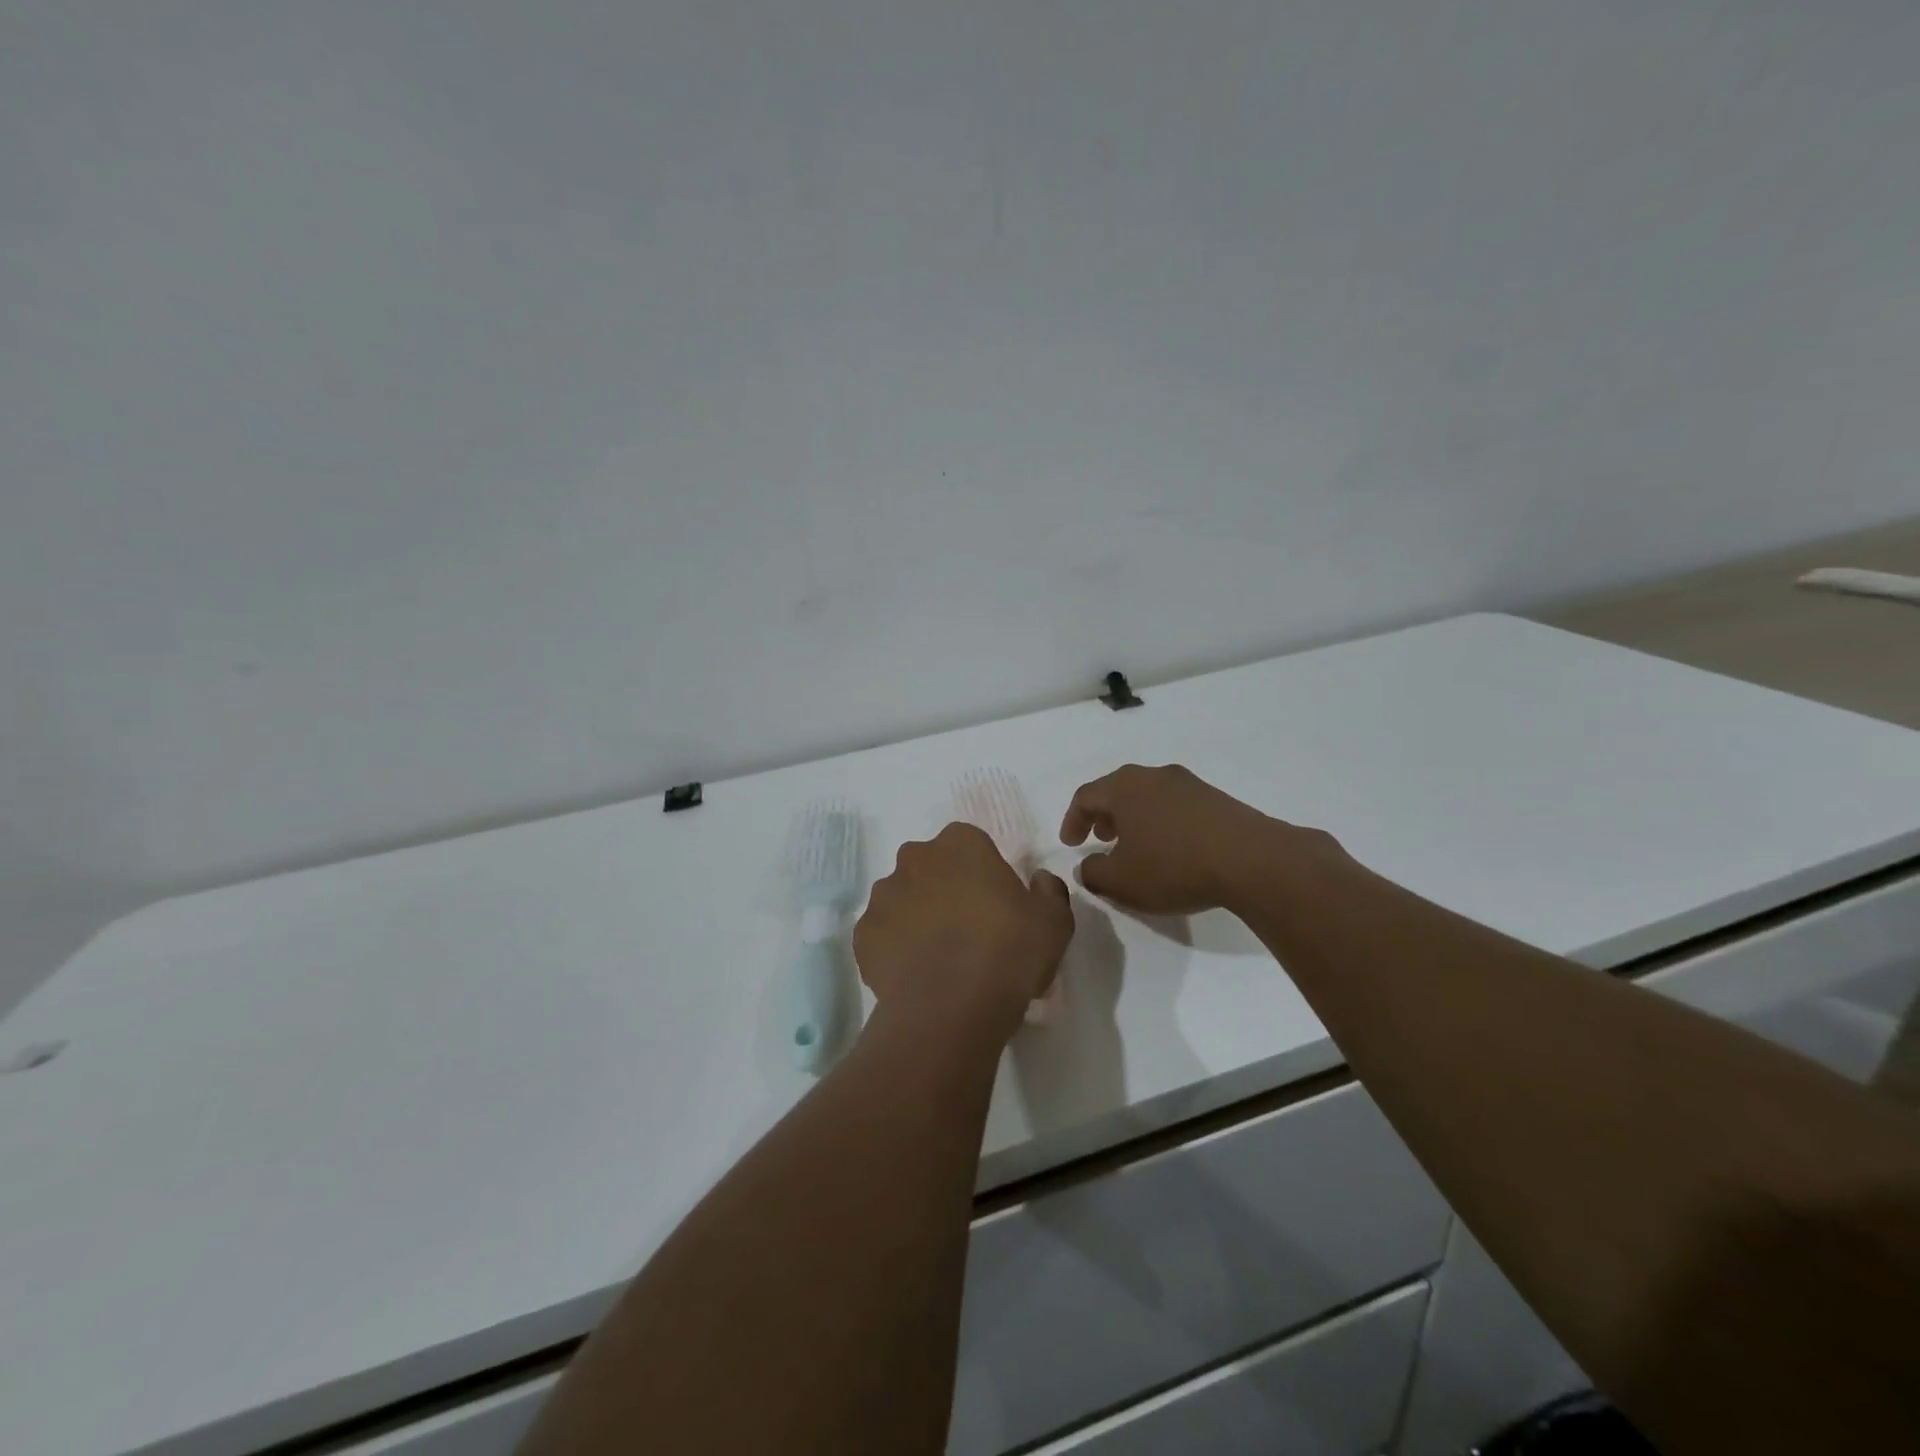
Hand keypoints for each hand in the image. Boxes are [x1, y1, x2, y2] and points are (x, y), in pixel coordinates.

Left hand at [854, 823, 1074, 1040]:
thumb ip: (1049, 890)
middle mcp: (915, 858)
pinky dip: (896, 947)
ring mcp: (883, 896)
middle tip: (969, 929)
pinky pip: (883, 933)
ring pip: (903, 898)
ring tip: (940, 957)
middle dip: (946, 888)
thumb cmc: (1008, 952)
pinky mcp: (862, 934)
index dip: (984, 873)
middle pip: (932, 867)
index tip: (996, 905)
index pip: (971, 844)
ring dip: (918, 916)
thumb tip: (1039, 880)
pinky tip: (916, 974)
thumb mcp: (1054, 921)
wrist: (950, 1009)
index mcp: (960, 843)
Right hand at [1060, 763, 1328, 914]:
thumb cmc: (1173, 867)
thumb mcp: (1121, 882)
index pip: (1085, 796)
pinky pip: (1175, 805)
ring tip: (1136, 846)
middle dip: (1103, 815)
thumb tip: (1086, 866)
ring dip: (1134, 818)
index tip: (1070, 844)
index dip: (1072, 820)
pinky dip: (1162, 821)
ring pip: (1148, 795)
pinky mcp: (1215, 798)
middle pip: (1117, 789)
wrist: (1250, 859)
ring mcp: (1188, 784)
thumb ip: (1093, 873)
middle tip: (1100, 839)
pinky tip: (1171, 848)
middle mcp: (1153, 776)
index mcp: (1124, 788)